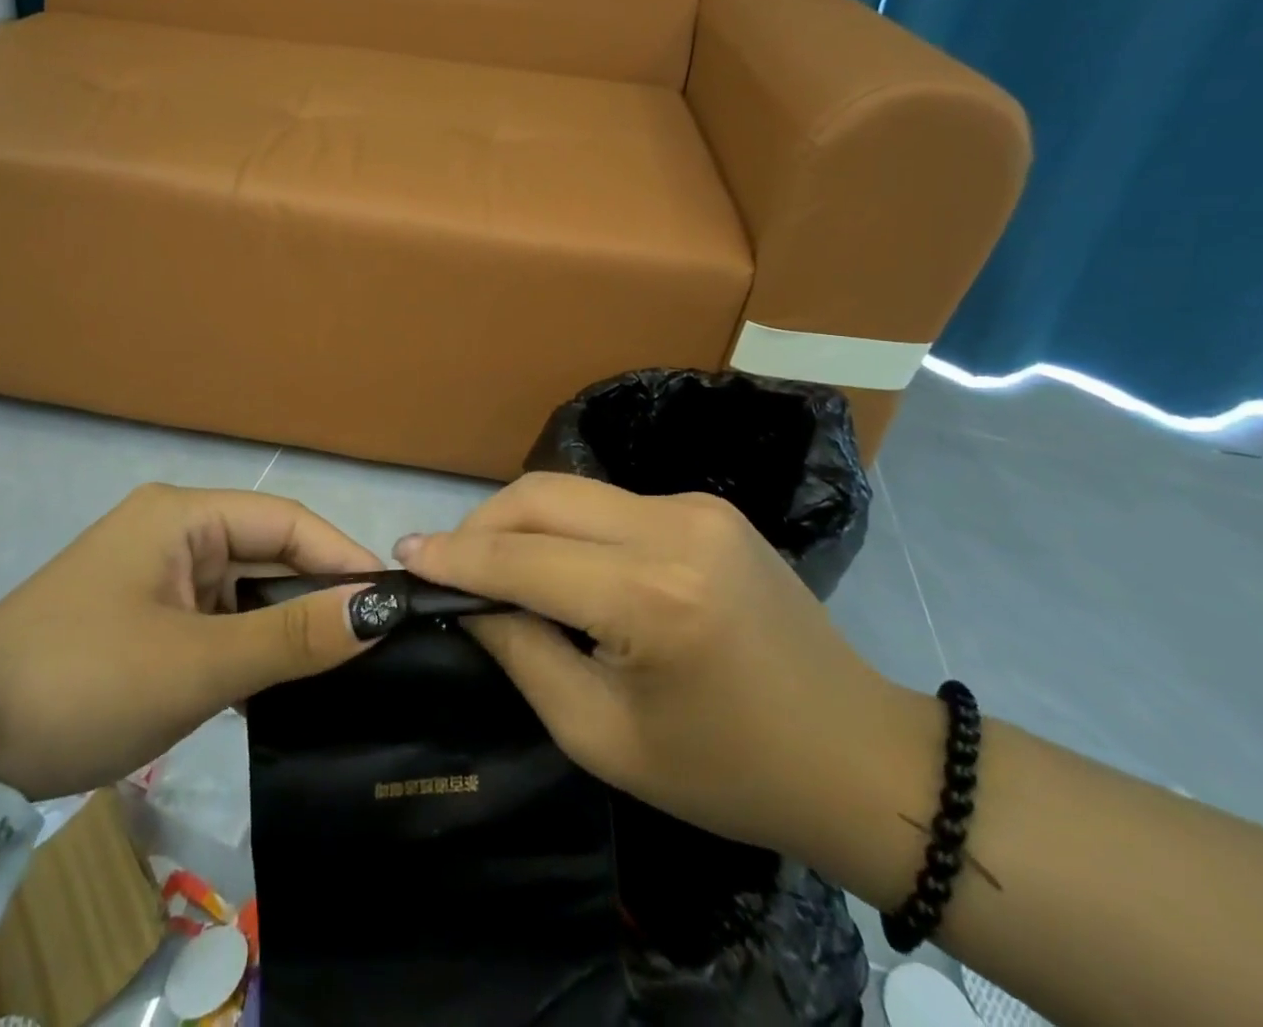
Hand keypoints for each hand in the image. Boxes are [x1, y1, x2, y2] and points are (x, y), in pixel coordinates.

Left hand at [0, 482, 382, 800]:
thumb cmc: (84, 683)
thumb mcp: (199, 663)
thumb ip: (294, 635)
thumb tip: (380, 609)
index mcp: (182, 515)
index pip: (285, 522)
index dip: (341, 557)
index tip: (392, 602)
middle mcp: (172, 532)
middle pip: (266, 554)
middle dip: (315, 597)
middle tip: (374, 646)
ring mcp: (155, 576)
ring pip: (244, 592)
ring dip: (282, 629)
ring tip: (338, 671)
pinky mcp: (144, 618)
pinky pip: (216, 622)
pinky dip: (247, 650)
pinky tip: (278, 689)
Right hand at [395, 473, 936, 858]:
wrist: (858, 755)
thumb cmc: (728, 771)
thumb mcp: (604, 737)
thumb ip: (524, 655)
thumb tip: (470, 601)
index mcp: (652, 597)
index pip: (524, 558)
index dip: (456, 557)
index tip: (404, 555)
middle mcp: (673, 527)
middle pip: (543, 495)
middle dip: (482, 525)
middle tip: (446, 565)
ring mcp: (695, 506)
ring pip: (573, 491)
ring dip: (522, 523)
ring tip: (495, 567)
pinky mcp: (706, 506)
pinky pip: (610, 504)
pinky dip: (568, 527)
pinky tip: (562, 566)